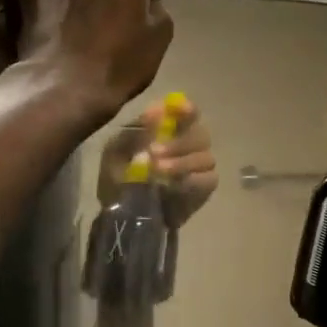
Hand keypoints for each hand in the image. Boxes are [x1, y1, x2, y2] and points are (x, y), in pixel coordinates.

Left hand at [98, 97, 218, 227]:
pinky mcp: (204, 187)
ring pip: (205, 157)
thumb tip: (156, 109)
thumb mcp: (117, 152)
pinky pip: (209, 178)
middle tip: (154, 153)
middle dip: (178, 142)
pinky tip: (174, 187)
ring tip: (158, 173)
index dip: (187, 109)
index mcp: (167, 129)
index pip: (188, 111)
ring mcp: (199, 165)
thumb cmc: (118, 177)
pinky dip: (192, 181)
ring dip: (182, 163)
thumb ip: (136, 130)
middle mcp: (188, 143)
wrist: (121, 217)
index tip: (181, 111)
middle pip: (200, 133)